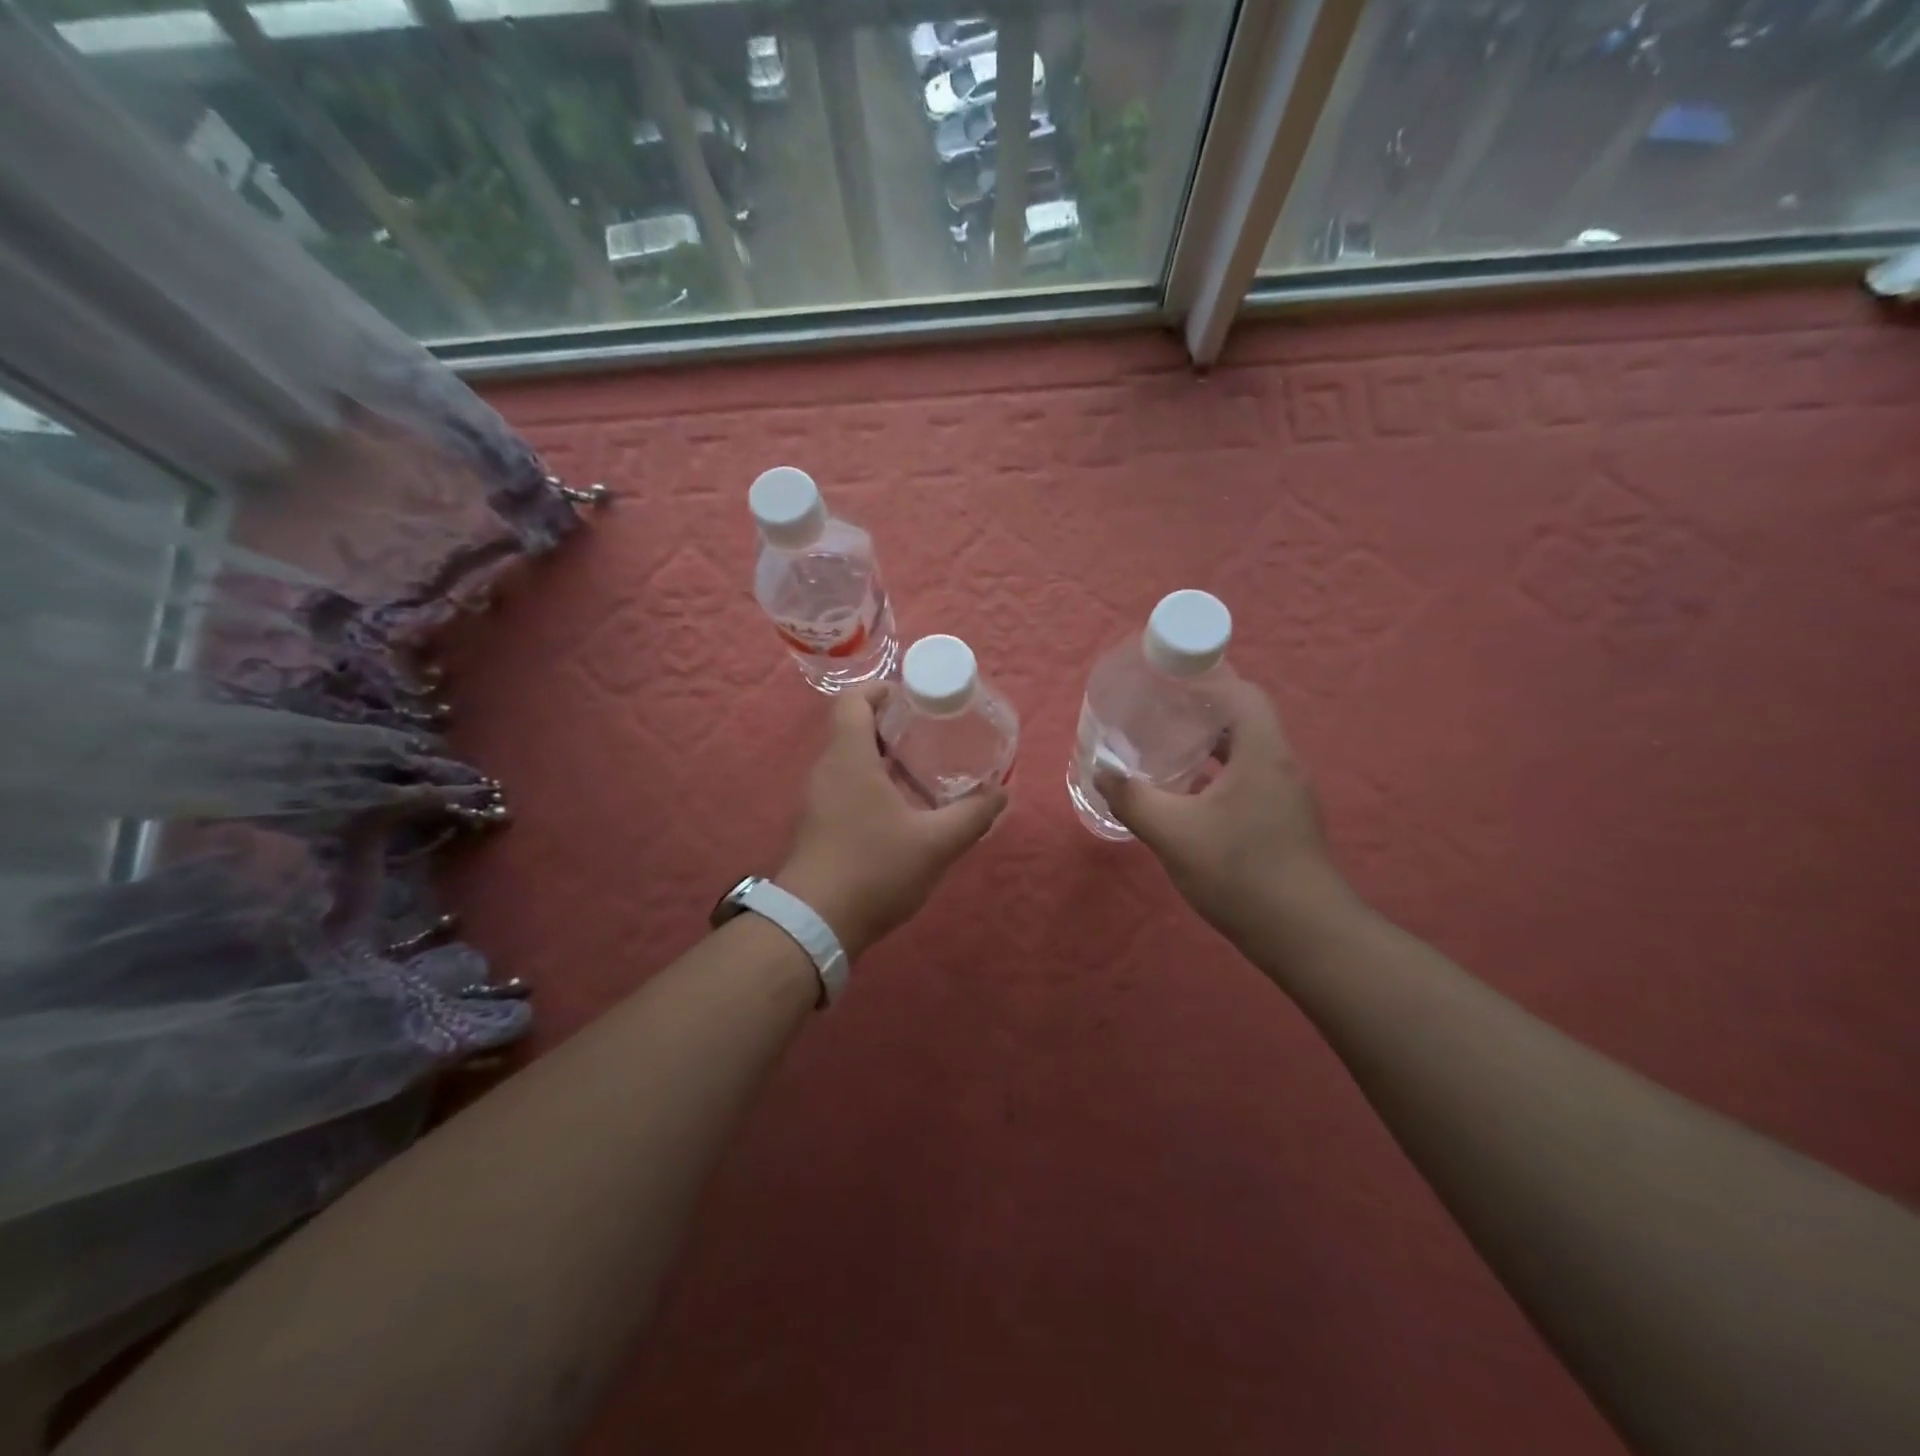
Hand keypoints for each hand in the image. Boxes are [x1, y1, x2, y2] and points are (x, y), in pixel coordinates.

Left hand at [777, 682, 1006, 958]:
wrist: (814, 924)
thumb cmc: (874, 870)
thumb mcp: (936, 843)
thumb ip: (973, 816)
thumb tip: (1003, 794)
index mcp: (849, 758)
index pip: (853, 701)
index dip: (882, 691)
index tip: (914, 699)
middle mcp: (826, 770)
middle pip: (853, 728)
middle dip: (891, 726)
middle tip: (931, 734)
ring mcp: (816, 799)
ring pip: (849, 761)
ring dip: (882, 758)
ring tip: (922, 770)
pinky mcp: (815, 825)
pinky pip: (843, 787)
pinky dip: (870, 784)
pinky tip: (900, 810)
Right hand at [1094, 678, 1351, 945]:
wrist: (1304, 935)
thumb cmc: (1240, 872)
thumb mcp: (1173, 833)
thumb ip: (1132, 797)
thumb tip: (1102, 769)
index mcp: (1262, 753)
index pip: (1242, 694)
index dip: (1208, 680)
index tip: (1169, 682)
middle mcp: (1282, 765)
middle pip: (1244, 720)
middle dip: (1202, 713)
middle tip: (1158, 715)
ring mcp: (1289, 796)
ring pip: (1248, 753)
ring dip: (1211, 747)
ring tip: (1168, 751)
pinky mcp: (1287, 821)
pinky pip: (1251, 780)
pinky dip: (1221, 776)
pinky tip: (1191, 798)